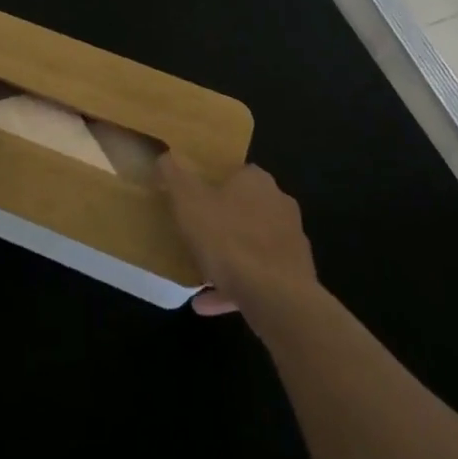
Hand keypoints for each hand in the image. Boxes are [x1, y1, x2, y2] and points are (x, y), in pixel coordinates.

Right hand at [158, 157, 316, 316]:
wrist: (278, 298)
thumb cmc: (229, 240)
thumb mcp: (188, 202)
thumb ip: (174, 177)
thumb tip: (164, 155)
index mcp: (257, 181)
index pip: (234, 172)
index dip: (211, 182)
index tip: (191, 197)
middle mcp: (279, 205)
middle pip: (243, 209)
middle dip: (220, 221)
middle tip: (193, 233)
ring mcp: (289, 243)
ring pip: (250, 245)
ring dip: (225, 258)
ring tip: (196, 273)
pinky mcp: (293, 277)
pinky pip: (257, 277)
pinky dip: (233, 287)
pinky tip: (205, 303)